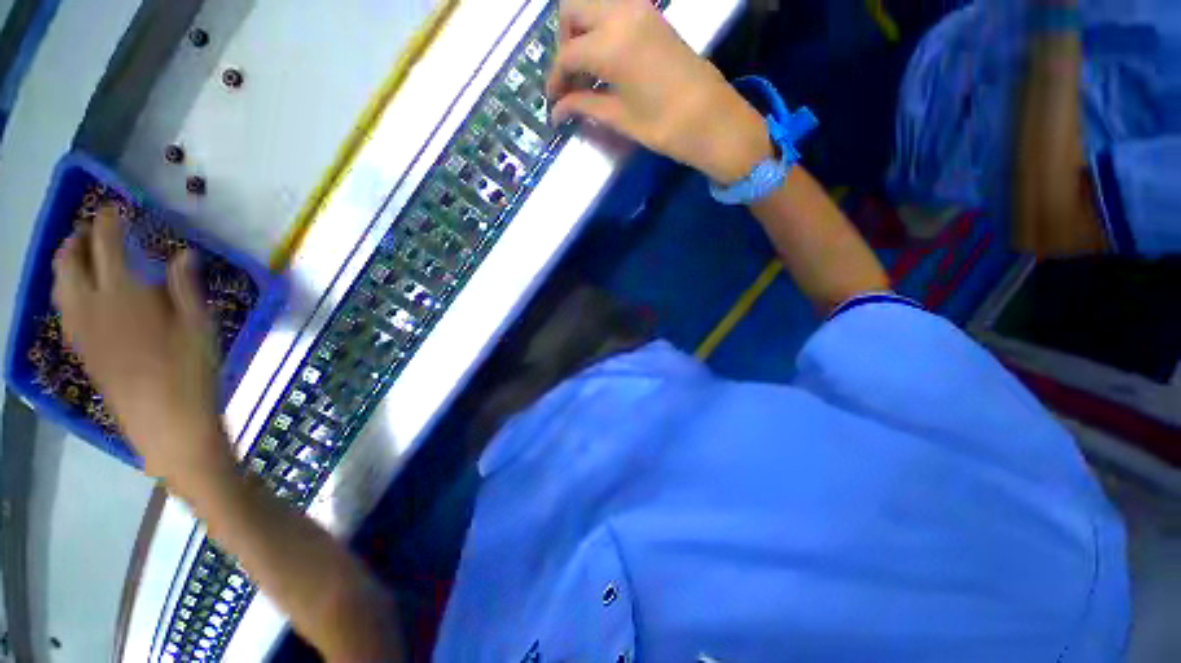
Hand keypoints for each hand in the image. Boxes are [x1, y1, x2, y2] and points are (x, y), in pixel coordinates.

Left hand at [52, 207, 232, 487]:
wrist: (165, 420)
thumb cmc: (191, 369)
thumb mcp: (199, 325)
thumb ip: (185, 285)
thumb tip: (183, 253)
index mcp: (123, 293)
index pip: (107, 244)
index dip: (108, 222)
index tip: (115, 209)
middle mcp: (91, 304)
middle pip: (71, 260)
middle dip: (78, 238)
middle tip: (91, 228)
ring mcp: (81, 327)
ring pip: (60, 283)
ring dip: (67, 262)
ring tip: (79, 254)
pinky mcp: (80, 347)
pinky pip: (63, 307)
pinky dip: (66, 288)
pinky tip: (79, 292)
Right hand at [547, 0, 772, 182]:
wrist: (711, 118)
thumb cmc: (663, 125)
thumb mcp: (618, 118)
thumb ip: (584, 106)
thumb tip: (557, 110)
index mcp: (610, 44)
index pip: (567, 55)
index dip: (554, 79)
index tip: (552, 101)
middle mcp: (621, 13)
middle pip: (572, 10)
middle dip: (564, 43)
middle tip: (570, 78)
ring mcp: (640, 9)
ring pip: (593, 4)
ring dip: (582, 30)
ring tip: (587, 70)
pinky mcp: (653, 15)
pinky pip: (614, 8)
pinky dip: (601, 27)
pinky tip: (606, 59)